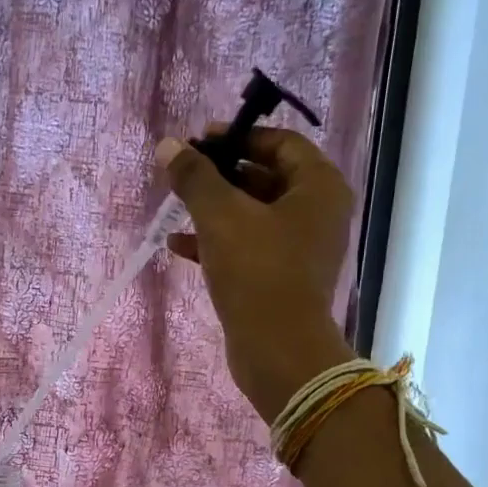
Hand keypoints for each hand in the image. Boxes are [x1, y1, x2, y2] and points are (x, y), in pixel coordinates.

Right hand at [156, 127, 358, 420]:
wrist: (277, 349)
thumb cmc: (257, 271)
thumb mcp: (220, 216)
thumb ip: (194, 178)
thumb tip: (168, 145)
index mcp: (319, 187)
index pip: (280, 144)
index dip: (238, 137)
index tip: (200, 142)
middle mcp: (317, 213)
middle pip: (266, 178)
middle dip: (221, 176)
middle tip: (183, 175)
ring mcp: (301, 249)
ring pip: (253, 216)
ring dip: (214, 210)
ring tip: (175, 208)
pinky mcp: (281, 279)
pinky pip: (248, 247)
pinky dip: (217, 242)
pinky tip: (178, 246)